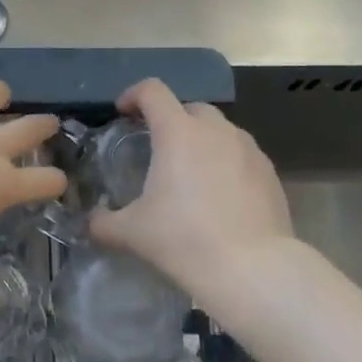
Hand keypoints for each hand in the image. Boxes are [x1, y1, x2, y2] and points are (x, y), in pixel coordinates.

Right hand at [89, 78, 294, 302]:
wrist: (253, 270)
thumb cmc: (184, 239)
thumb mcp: (131, 233)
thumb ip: (104, 222)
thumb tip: (92, 222)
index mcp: (178, 132)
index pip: (152, 91)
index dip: (133, 95)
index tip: (123, 112)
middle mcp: (215, 130)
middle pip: (189, 107)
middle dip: (171, 118)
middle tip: (157, 146)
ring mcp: (248, 149)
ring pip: (220, 129)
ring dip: (201, 139)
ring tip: (190, 172)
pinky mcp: (270, 172)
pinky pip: (241, 154)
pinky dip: (226, 162)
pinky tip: (219, 195)